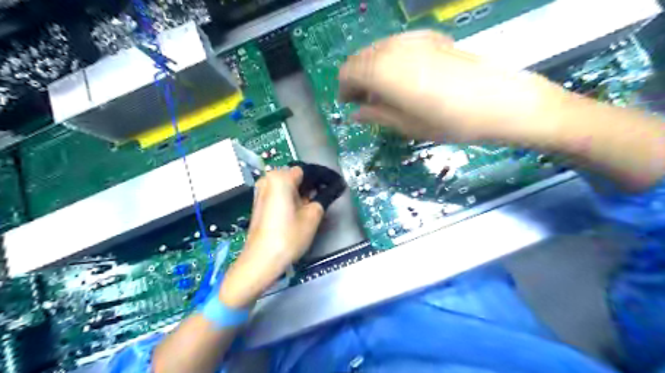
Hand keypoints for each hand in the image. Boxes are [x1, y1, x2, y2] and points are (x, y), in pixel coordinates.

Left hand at [221, 169, 326, 309]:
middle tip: (324, 199)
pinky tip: (298, 212)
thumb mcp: (313, 216)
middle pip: (296, 177)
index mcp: (280, 177)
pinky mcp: (259, 203)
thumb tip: (331, 189)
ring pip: (287, 186)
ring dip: (301, 193)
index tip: (334, 186)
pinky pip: (279, 194)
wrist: (261, 260)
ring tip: (312, 208)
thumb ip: (323, 198)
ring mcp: (261, 191)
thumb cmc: (288, 236)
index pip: (307, 171)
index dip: (322, 179)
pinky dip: (290, 199)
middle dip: (310, 186)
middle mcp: (267, 179)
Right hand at [340, 30, 568, 145]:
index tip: (349, 105)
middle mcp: (393, 48)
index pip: (348, 72)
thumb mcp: (407, 126)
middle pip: (360, 58)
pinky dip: (390, 60)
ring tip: (383, 92)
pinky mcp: (431, 37)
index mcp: (382, 71)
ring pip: (378, 50)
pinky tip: (403, 78)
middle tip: (364, 101)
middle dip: (356, 79)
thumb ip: (376, 115)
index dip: (344, 89)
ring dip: (372, 69)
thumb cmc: (449, 121)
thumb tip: (356, 113)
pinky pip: (397, 45)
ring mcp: (413, 39)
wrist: (499, 101)